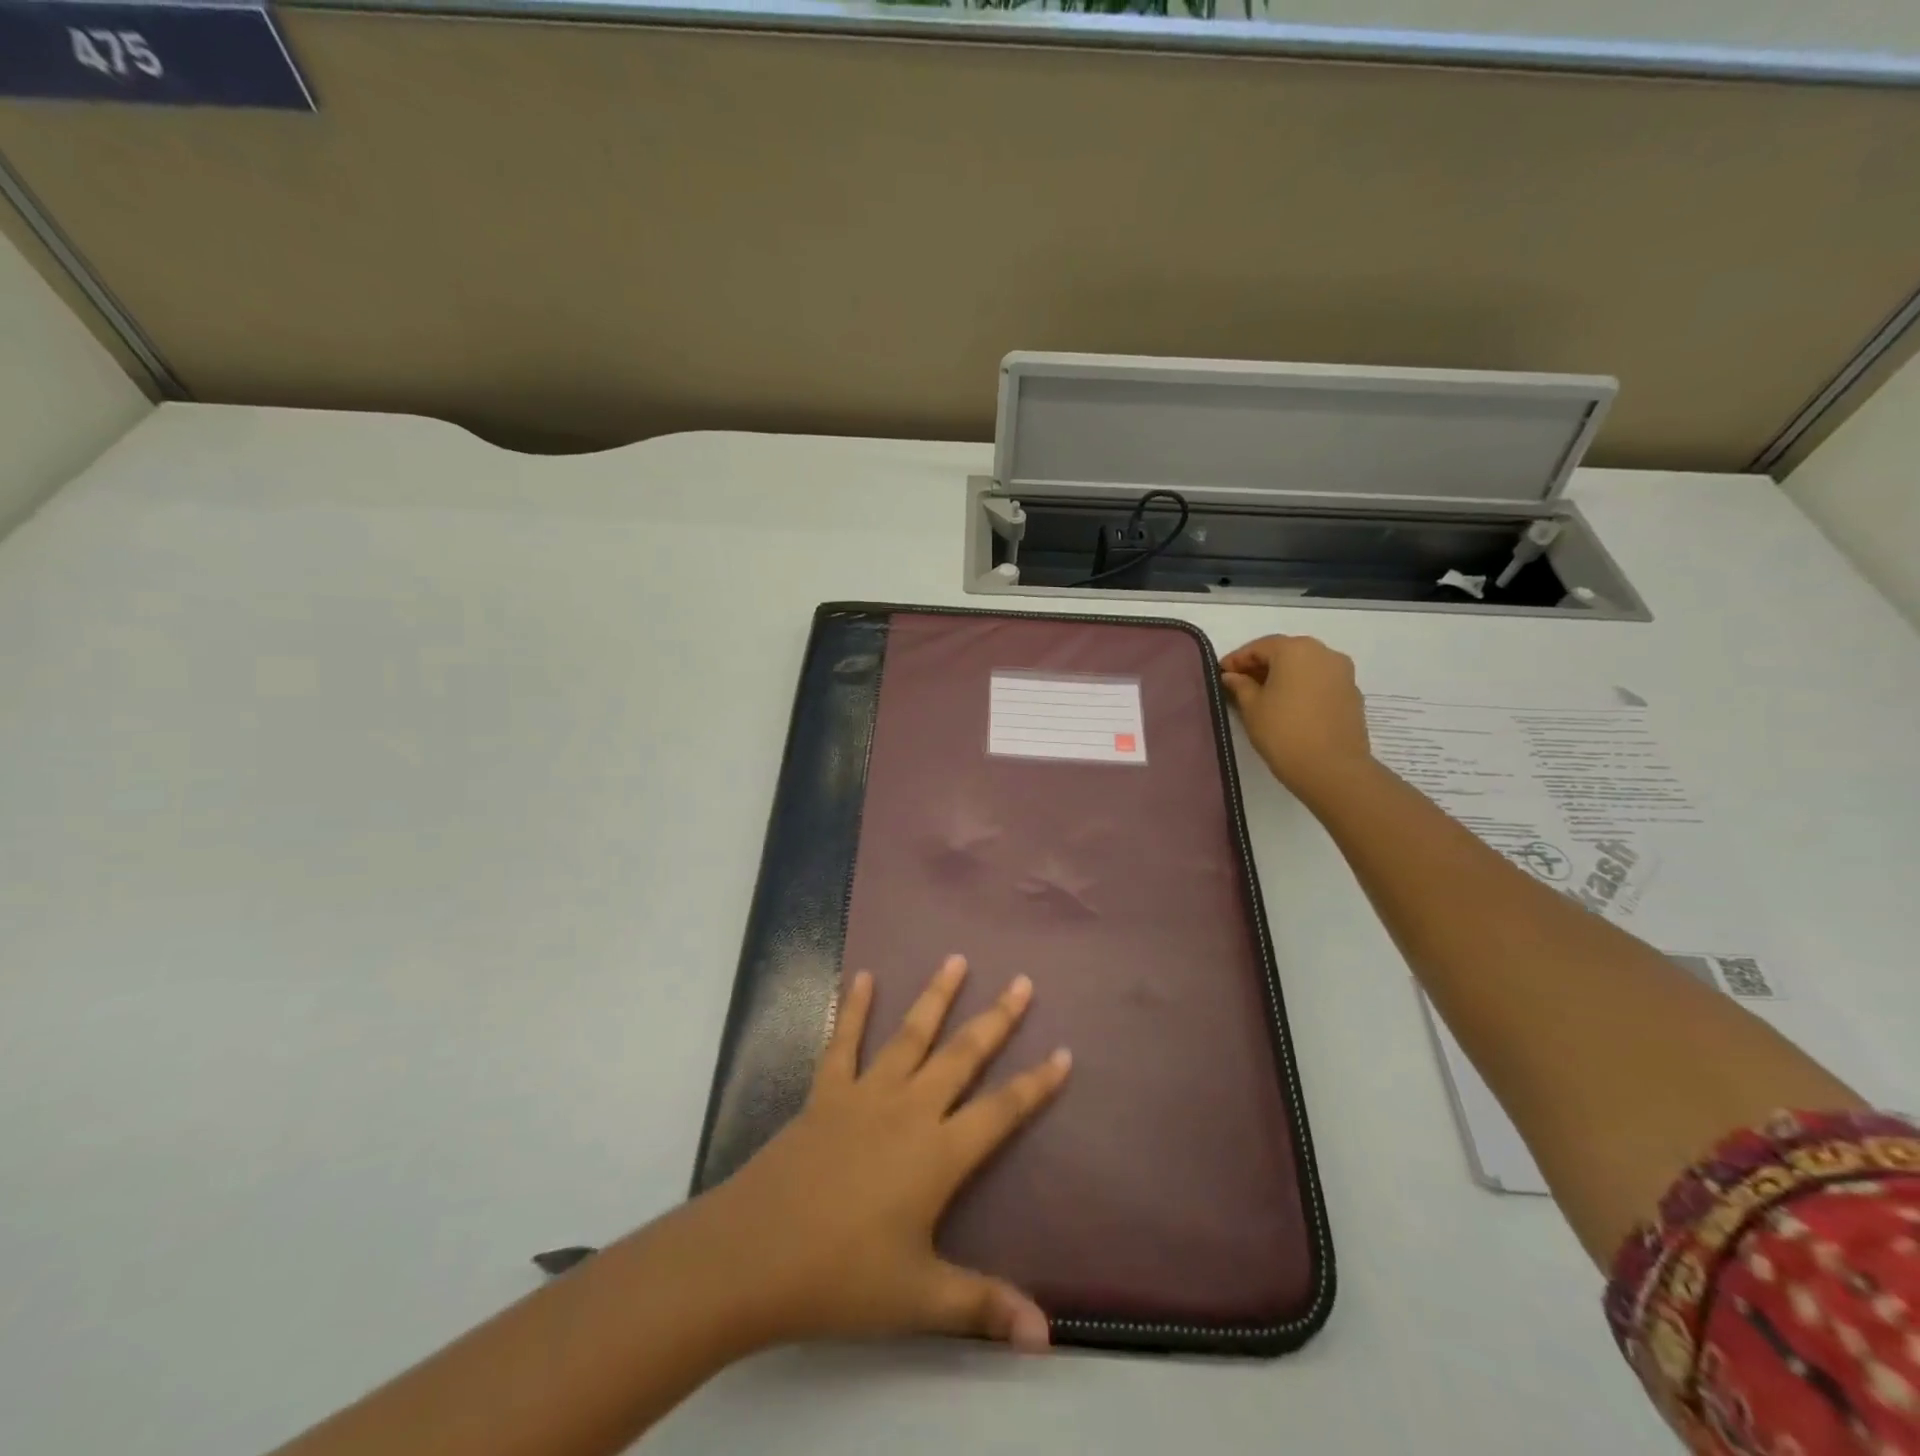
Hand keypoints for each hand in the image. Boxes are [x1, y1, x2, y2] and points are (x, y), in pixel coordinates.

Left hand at [695, 956, 1071, 1351]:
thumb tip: (1049, 1338)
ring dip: (936, 996)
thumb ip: (984, 1306)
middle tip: (1021, 982)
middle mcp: (910, 1109)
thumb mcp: (920, 1299)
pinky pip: (843, 1042)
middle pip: (963, 1056)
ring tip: (956, 958)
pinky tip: (863, 976)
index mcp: (939, 1153)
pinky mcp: (826, 1092)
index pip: (1002, 1111)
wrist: (754, 1254)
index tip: (1065, 1052)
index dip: (1037, 1084)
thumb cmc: (842, 1278)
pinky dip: (855, 1007)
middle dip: (997, 1019)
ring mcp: (865, 1094)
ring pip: (911, 1035)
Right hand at [1219, 634, 1372, 795]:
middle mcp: (1323, 652)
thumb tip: (1233, 676)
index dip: (1237, 659)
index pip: (1259, 647)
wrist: (1332, 768)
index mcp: (1295, 649)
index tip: (1221, 674)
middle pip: (1285, 652)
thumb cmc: (1283, 732)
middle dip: (1261, 665)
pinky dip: (1302, 687)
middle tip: (1240, 683)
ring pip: (1305, 666)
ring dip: (1283, 675)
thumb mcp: (1251, 708)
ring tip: (1263, 696)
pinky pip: (1320, 681)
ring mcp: (1343, 672)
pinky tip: (1289, 706)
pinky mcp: (1352, 693)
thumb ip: (1240, 686)